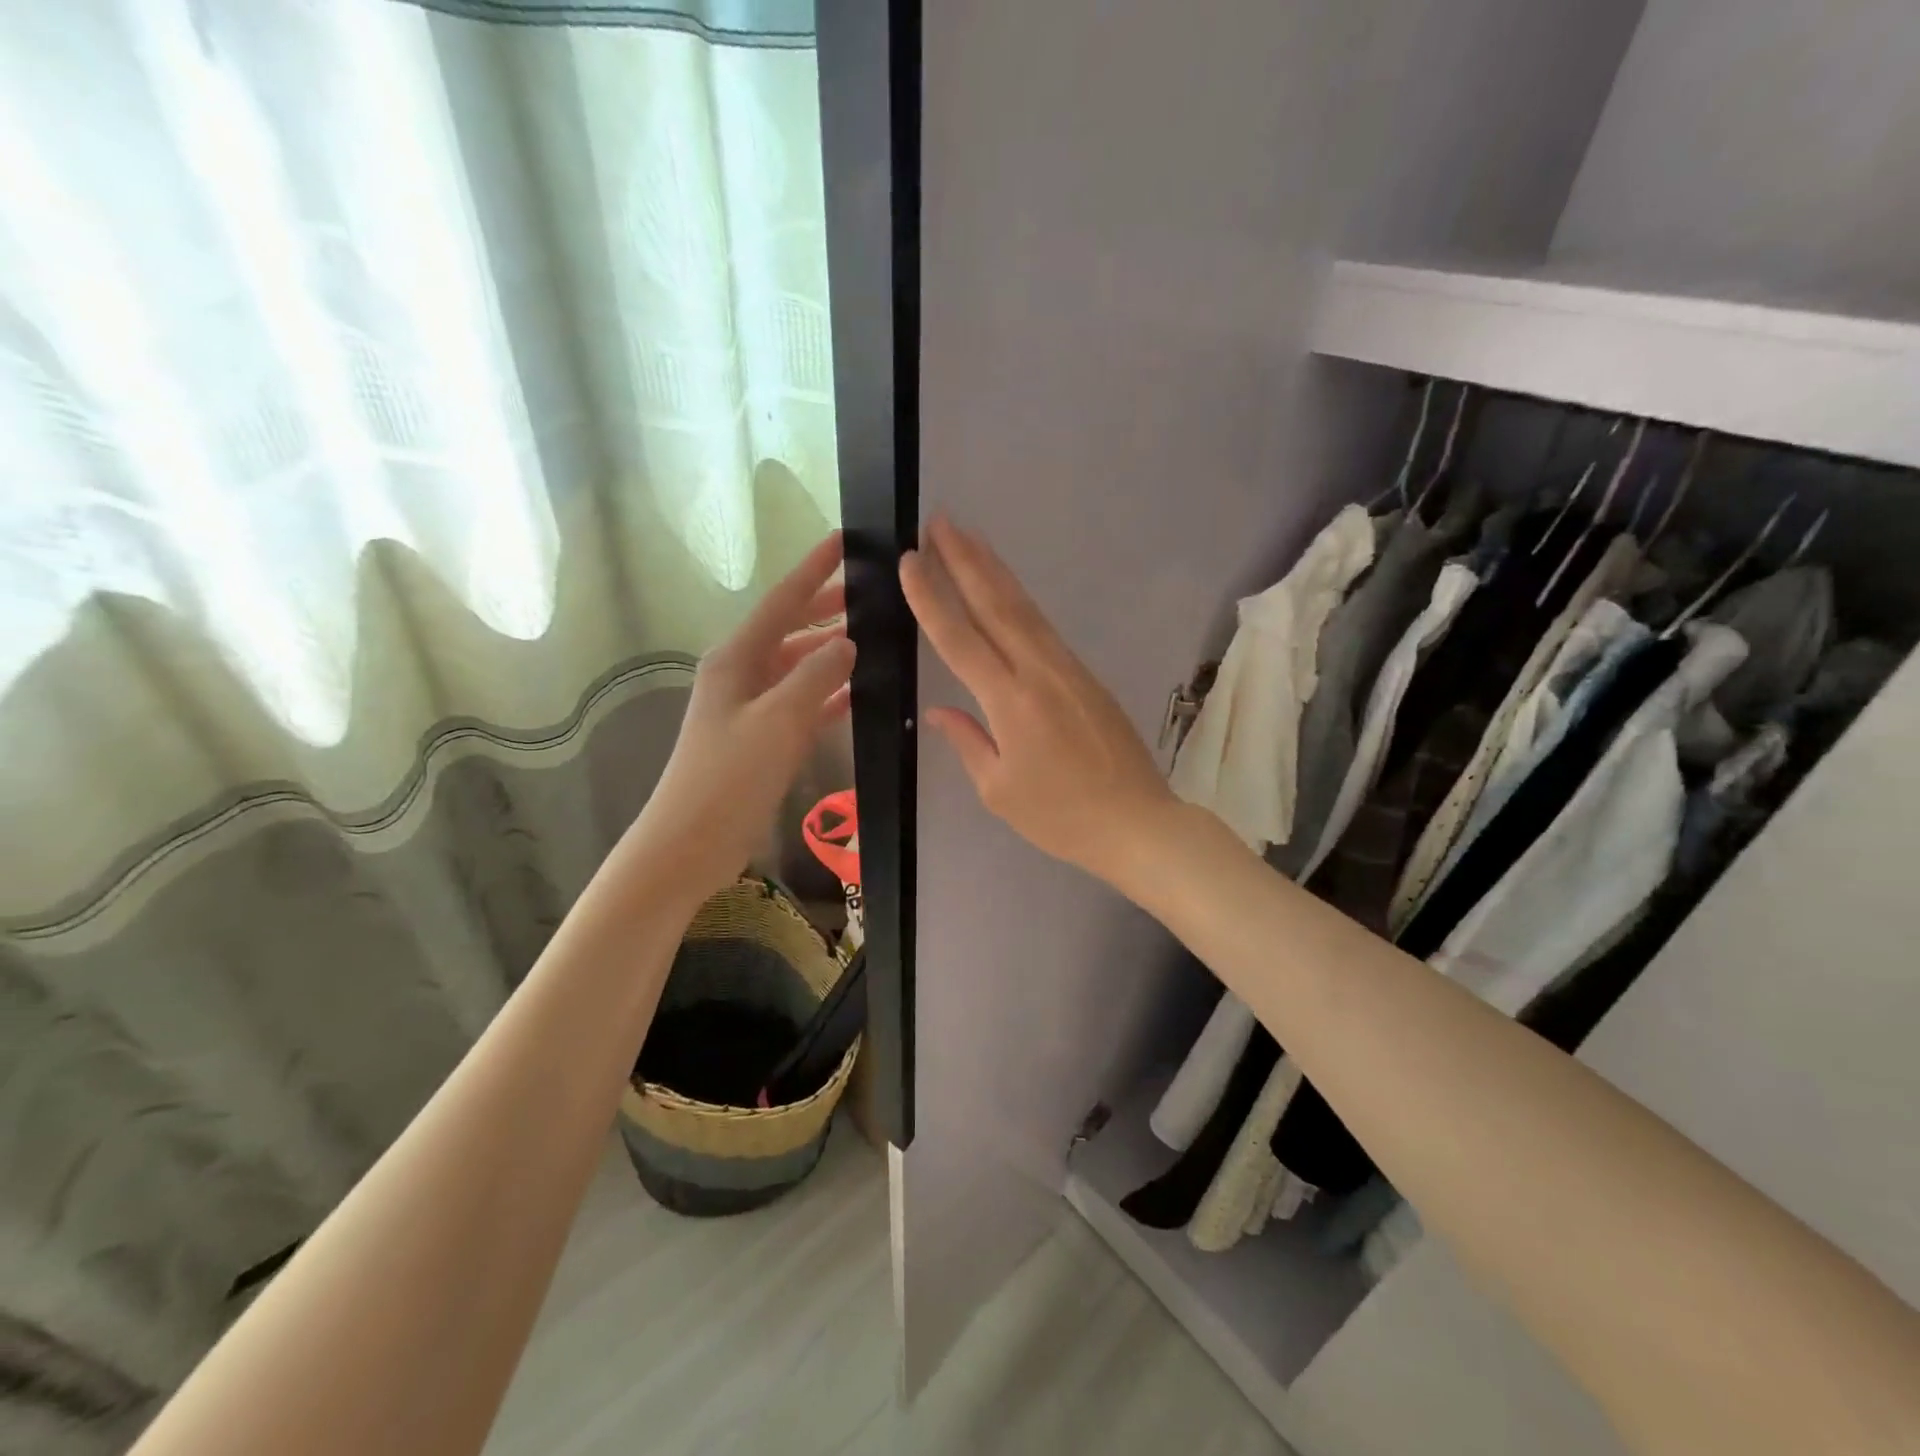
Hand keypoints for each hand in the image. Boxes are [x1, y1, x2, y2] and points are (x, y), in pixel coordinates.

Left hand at [628, 532, 855, 905]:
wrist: (691, 842)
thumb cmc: (730, 776)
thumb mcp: (779, 720)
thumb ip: (817, 676)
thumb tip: (846, 643)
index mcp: (737, 659)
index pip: (782, 602)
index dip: (813, 570)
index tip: (843, 540)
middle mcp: (740, 675)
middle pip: (788, 630)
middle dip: (824, 609)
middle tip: (867, 594)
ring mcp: (749, 709)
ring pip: (796, 667)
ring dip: (828, 653)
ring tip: (870, 639)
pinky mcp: (760, 740)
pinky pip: (800, 704)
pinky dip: (826, 695)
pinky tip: (855, 694)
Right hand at [901, 516, 1177, 886]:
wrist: (1138, 823)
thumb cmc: (1061, 817)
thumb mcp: (999, 791)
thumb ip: (968, 741)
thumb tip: (939, 710)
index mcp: (1010, 702)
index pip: (960, 639)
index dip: (931, 598)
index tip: (910, 560)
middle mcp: (1039, 672)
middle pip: (996, 606)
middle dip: (965, 561)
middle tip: (941, 522)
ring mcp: (1068, 669)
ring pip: (1025, 609)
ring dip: (994, 570)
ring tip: (970, 538)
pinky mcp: (1086, 675)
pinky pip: (1044, 628)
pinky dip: (1020, 601)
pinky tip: (1007, 590)